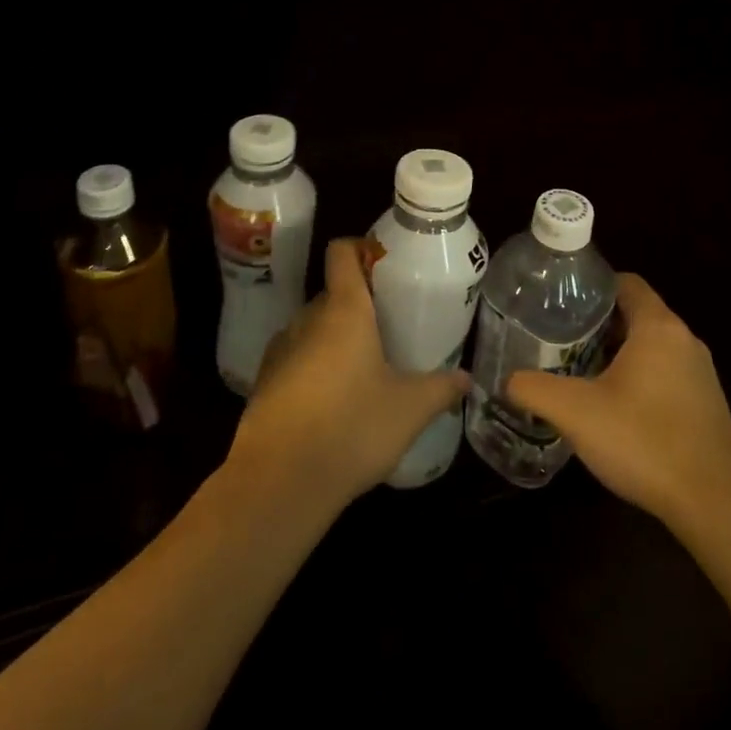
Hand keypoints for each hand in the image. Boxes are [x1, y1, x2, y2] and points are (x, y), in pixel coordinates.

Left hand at [227, 237, 469, 513]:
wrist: (279, 482)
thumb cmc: (352, 428)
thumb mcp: (409, 409)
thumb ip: (441, 388)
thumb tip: (467, 378)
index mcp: (343, 309)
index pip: (342, 251)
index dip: (362, 247)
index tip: (386, 265)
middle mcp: (307, 318)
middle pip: (333, 293)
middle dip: (360, 304)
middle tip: (390, 327)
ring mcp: (280, 349)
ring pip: (313, 327)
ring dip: (336, 338)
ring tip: (365, 366)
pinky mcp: (264, 381)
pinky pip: (296, 358)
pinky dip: (315, 366)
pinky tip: (335, 400)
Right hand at [507, 273, 730, 529]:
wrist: (714, 504)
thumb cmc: (644, 441)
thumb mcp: (575, 412)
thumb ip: (534, 389)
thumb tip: (508, 380)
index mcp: (658, 327)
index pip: (625, 282)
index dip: (592, 287)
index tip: (561, 304)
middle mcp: (684, 340)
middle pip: (636, 313)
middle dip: (598, 324)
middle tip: (560, 339)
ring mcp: (701, 373)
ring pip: (651, 346)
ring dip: (618, 353)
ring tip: (580, 371)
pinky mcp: (707, 403)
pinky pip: (666, 373)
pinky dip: (639, 378)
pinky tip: (615, 407)